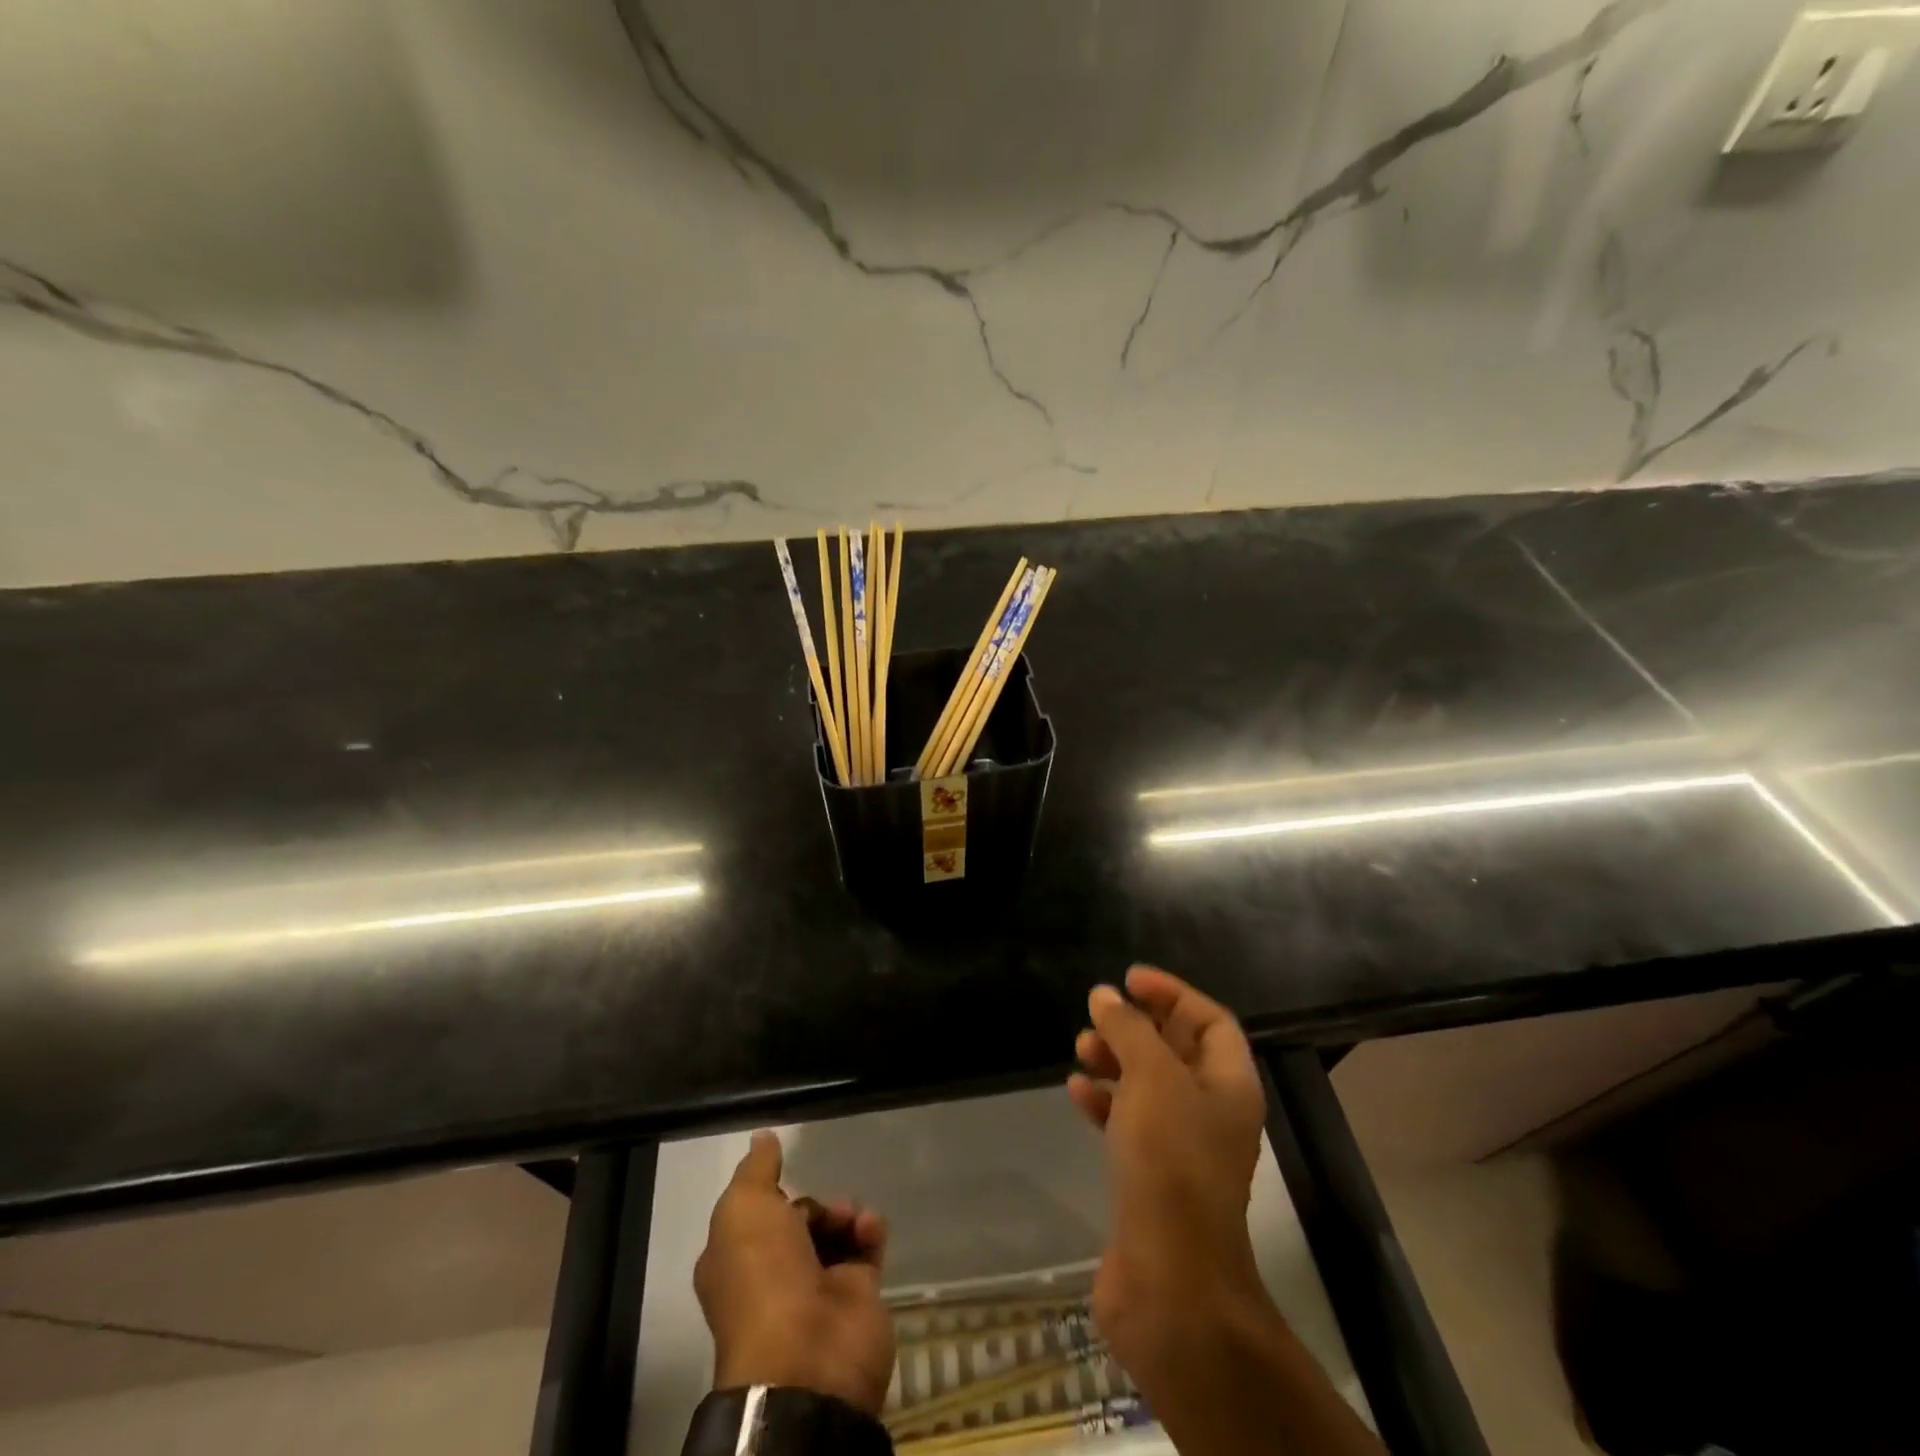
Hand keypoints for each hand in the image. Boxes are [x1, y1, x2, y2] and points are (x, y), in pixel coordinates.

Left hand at [694, 1131, 895, 1415]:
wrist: (809, 1353)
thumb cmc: (763, 1276)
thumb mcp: (744, 1208)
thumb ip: (756, 1169)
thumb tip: (762, 1137)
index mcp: (735, 1261)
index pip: (753, 1216)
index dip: (769, 1194)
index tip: (785, 1172)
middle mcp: (772, 1276)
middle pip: (796, 1222)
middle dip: (813, 1204)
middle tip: (827, 1205)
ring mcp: (816, 1288)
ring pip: (833, 1232)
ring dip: (844, 1213)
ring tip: (850, 1216)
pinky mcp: (857, 1295)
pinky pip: (865, 1248)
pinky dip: (870, 1230)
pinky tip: (869, 1226)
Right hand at [1067, 967, 1266, 1388]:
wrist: (1170, 1280)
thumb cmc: (1170, 1163)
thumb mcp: (1152, 1078)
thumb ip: (1129, 1029)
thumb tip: (1105, 995)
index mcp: (1229, 1084)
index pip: (1210, 1020)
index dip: (1172, 993)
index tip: (1129, 980)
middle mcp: (1211, 1111)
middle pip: (1177, 1049)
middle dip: (1138, 1025)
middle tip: (1098, 1011)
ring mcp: (1181, 1147)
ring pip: (1147, 1085)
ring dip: (1115, 1059)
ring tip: (1081, 1046)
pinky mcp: (1150, 1177)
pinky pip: (1126, 1122)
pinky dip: (1103, 1101)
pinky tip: (1076, 1091)